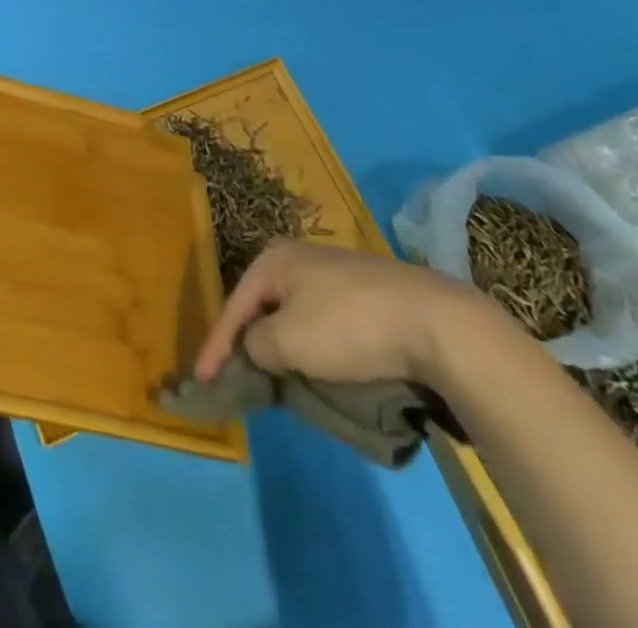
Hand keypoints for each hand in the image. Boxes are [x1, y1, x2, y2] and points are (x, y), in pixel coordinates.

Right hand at [194, 242, 496, 387]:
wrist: (436, 323)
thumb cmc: (349, 327)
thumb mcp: (288, 341)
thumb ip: (256, 346)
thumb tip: (258, 349)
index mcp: (275, 259)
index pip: (234, 306)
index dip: (215, 346)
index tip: (201, 380)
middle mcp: (300, 257)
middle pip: (262, 307)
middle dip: (249, 342)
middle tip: (238, 378)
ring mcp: (337, 273)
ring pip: (295, 315)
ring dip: (283, 346)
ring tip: (276, 379)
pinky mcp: (367, 294)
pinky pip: (323, 322)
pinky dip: (313, 345)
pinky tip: (320, 366)